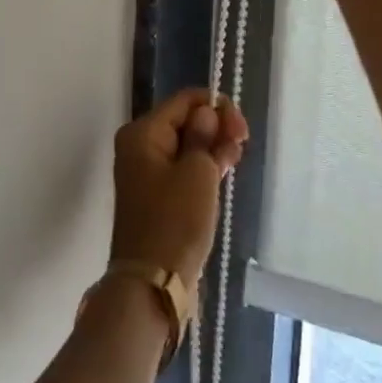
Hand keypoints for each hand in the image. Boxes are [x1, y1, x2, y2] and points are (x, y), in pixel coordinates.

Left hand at [110, 88, 249, 288]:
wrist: (154, 281)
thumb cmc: (175, 221)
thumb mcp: (197, 172)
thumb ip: (204, 135)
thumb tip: (206, 113)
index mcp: (142, 133)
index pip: (184, 100)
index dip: (216, 107)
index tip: (241, 130)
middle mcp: (140, 146)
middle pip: (185, 121)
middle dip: (216, 128)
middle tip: (240, 147)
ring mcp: (147, 171)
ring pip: (187, 145)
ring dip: (212, 148)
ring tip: (234, 163)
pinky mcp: (157, 194)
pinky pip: (183, 167)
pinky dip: (203, 167)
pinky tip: (223, 173)